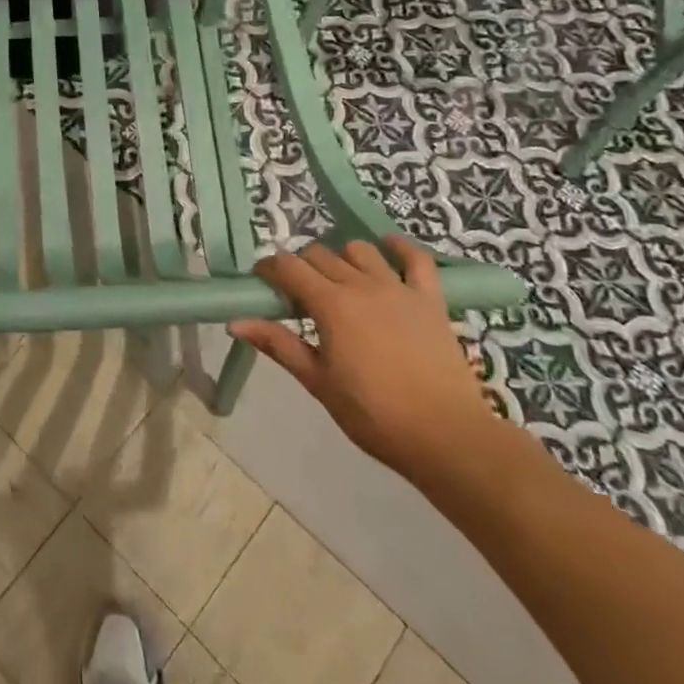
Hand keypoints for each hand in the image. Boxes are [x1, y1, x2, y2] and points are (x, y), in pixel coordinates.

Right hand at [230, 237, 495, 482]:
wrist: (447, 437)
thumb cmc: (374, 415)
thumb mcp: (319, 383)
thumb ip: (279, 345)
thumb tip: (236, 322)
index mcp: (331, 305)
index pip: (288, 267)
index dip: (269, 269)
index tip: (262, 283)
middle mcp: (361, 285)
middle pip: (319, 255)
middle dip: (301, 267)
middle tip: (298, 295)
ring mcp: (399, 288)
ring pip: (360, 250)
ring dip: (342, 258)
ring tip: (339, 281)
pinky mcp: (430, 299)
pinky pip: (416, 259)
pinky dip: (399, 248)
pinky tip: (388, 247)